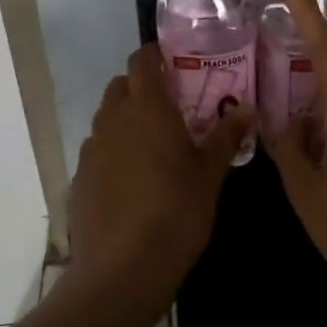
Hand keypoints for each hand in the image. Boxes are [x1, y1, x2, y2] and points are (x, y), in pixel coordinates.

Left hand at [68, 44, 253, 305]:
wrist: (122, 270)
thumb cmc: (176, 212)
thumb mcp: (210, 174)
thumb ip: (225, 136)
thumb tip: (246, 109)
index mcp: (147, 108)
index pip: (142, 61)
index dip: (155, 56)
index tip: (175, 64)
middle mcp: (113, 119)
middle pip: (121, 86)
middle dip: (142, 88)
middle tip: (171, 107)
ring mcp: (91, 149)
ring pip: (107, 118)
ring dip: (127, 120)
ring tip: (154, 146)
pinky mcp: (79, 178)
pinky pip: (98, 150)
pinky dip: (114, 152)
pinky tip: (132, 180)